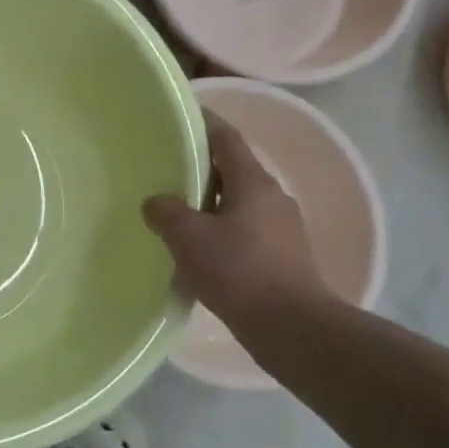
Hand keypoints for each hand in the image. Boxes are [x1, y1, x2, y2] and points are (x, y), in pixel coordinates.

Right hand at [143, 111, 325, 326]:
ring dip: (209, 206)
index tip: (178, 119)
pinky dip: (221, 234)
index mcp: (253, 182)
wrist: (293, 327)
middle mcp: (272, 198)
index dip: (203, 123)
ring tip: (177, 217)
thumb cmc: (239, 271)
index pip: (226, 138)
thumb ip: (166, 211)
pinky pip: (245, 233)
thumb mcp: (189, 237)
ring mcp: (282, 229)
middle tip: (166, 173)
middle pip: (232, 170)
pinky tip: (199, 255)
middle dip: (200, 170)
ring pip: (237, 204)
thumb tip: (156, 203)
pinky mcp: (283, 258)